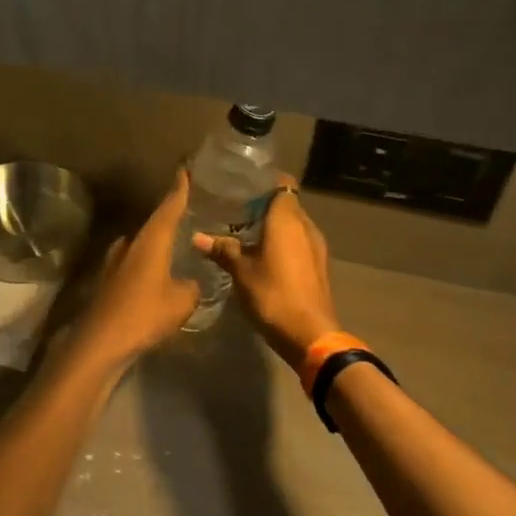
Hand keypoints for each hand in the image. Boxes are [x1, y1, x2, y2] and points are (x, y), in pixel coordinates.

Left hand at [72, 170, 201, 365]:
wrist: (100, 342)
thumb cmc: (144, 314)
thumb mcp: (182, 301)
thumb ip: (191, 287)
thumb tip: (190, 282)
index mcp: (150, 241)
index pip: (168, 207)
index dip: (178, 190)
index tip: (184, 170)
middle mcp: (129, 244)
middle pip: (153, 225)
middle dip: (170, 220)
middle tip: (190, 215)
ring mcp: (114, 262)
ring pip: (141, 246)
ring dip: (157, 245)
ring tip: (177, 247)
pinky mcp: (107, 282)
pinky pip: (134, 265)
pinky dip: (147, 265)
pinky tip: (158, 277)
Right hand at [194, 177, 340, 369]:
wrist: (310, 334)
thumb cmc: (273, 294)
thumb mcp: (240, 272)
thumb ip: (222, 250)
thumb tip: (197, 237)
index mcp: (287, 219)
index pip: (282, 184)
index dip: (264, 181)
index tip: (243, 184)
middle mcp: (306, 226)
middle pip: (286, 204)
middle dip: (264, 204)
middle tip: (235, 208)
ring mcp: (316, 247)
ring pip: (293, 225)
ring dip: (273, 226)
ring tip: (245, 232)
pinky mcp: (318, 266)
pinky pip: (298, 243)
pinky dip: (283, 243)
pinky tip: (262, 256)